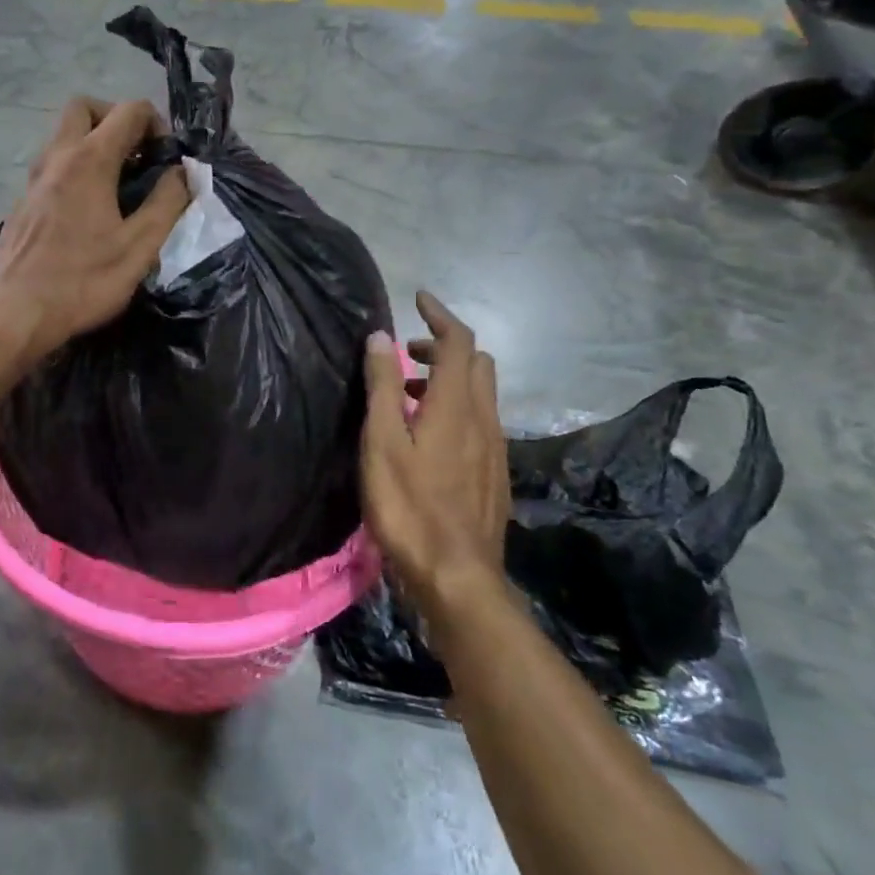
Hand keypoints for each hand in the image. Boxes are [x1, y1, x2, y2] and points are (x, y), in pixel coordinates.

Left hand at [0, 98, 190, 359]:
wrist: (16, 313)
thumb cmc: (83, 281)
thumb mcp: (140, 247)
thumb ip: (167, 203)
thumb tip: (182, 173)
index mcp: (89, 160)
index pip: (128, 110)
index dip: (156, 124)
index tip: (165, 160)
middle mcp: (56, 157)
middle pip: (84, 107)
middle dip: (115, 119)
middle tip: (136, 156)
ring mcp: (33, 179)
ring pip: (63, 136)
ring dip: (93, 144)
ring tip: (117, 186)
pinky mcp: (22, 202)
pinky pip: (52, 166)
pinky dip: (75, 169)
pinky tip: (88, 212)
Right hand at [361, 291, 511, 618]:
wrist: (457, 575)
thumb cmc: (409, 505)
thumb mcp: (382, 442)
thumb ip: (383, 387)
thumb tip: (380, 337)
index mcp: (456, 404)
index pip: (458, 341)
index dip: (440, 314)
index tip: (418, 298)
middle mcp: (484, 417)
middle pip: (476, 362)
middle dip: (443, 345)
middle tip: (406, 353)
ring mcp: (494, 446)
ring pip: (480, 391)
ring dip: (448, 377)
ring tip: (407, 394)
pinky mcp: (494, 471)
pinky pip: (480, 419)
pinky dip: (455, 405)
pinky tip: (427, 434)